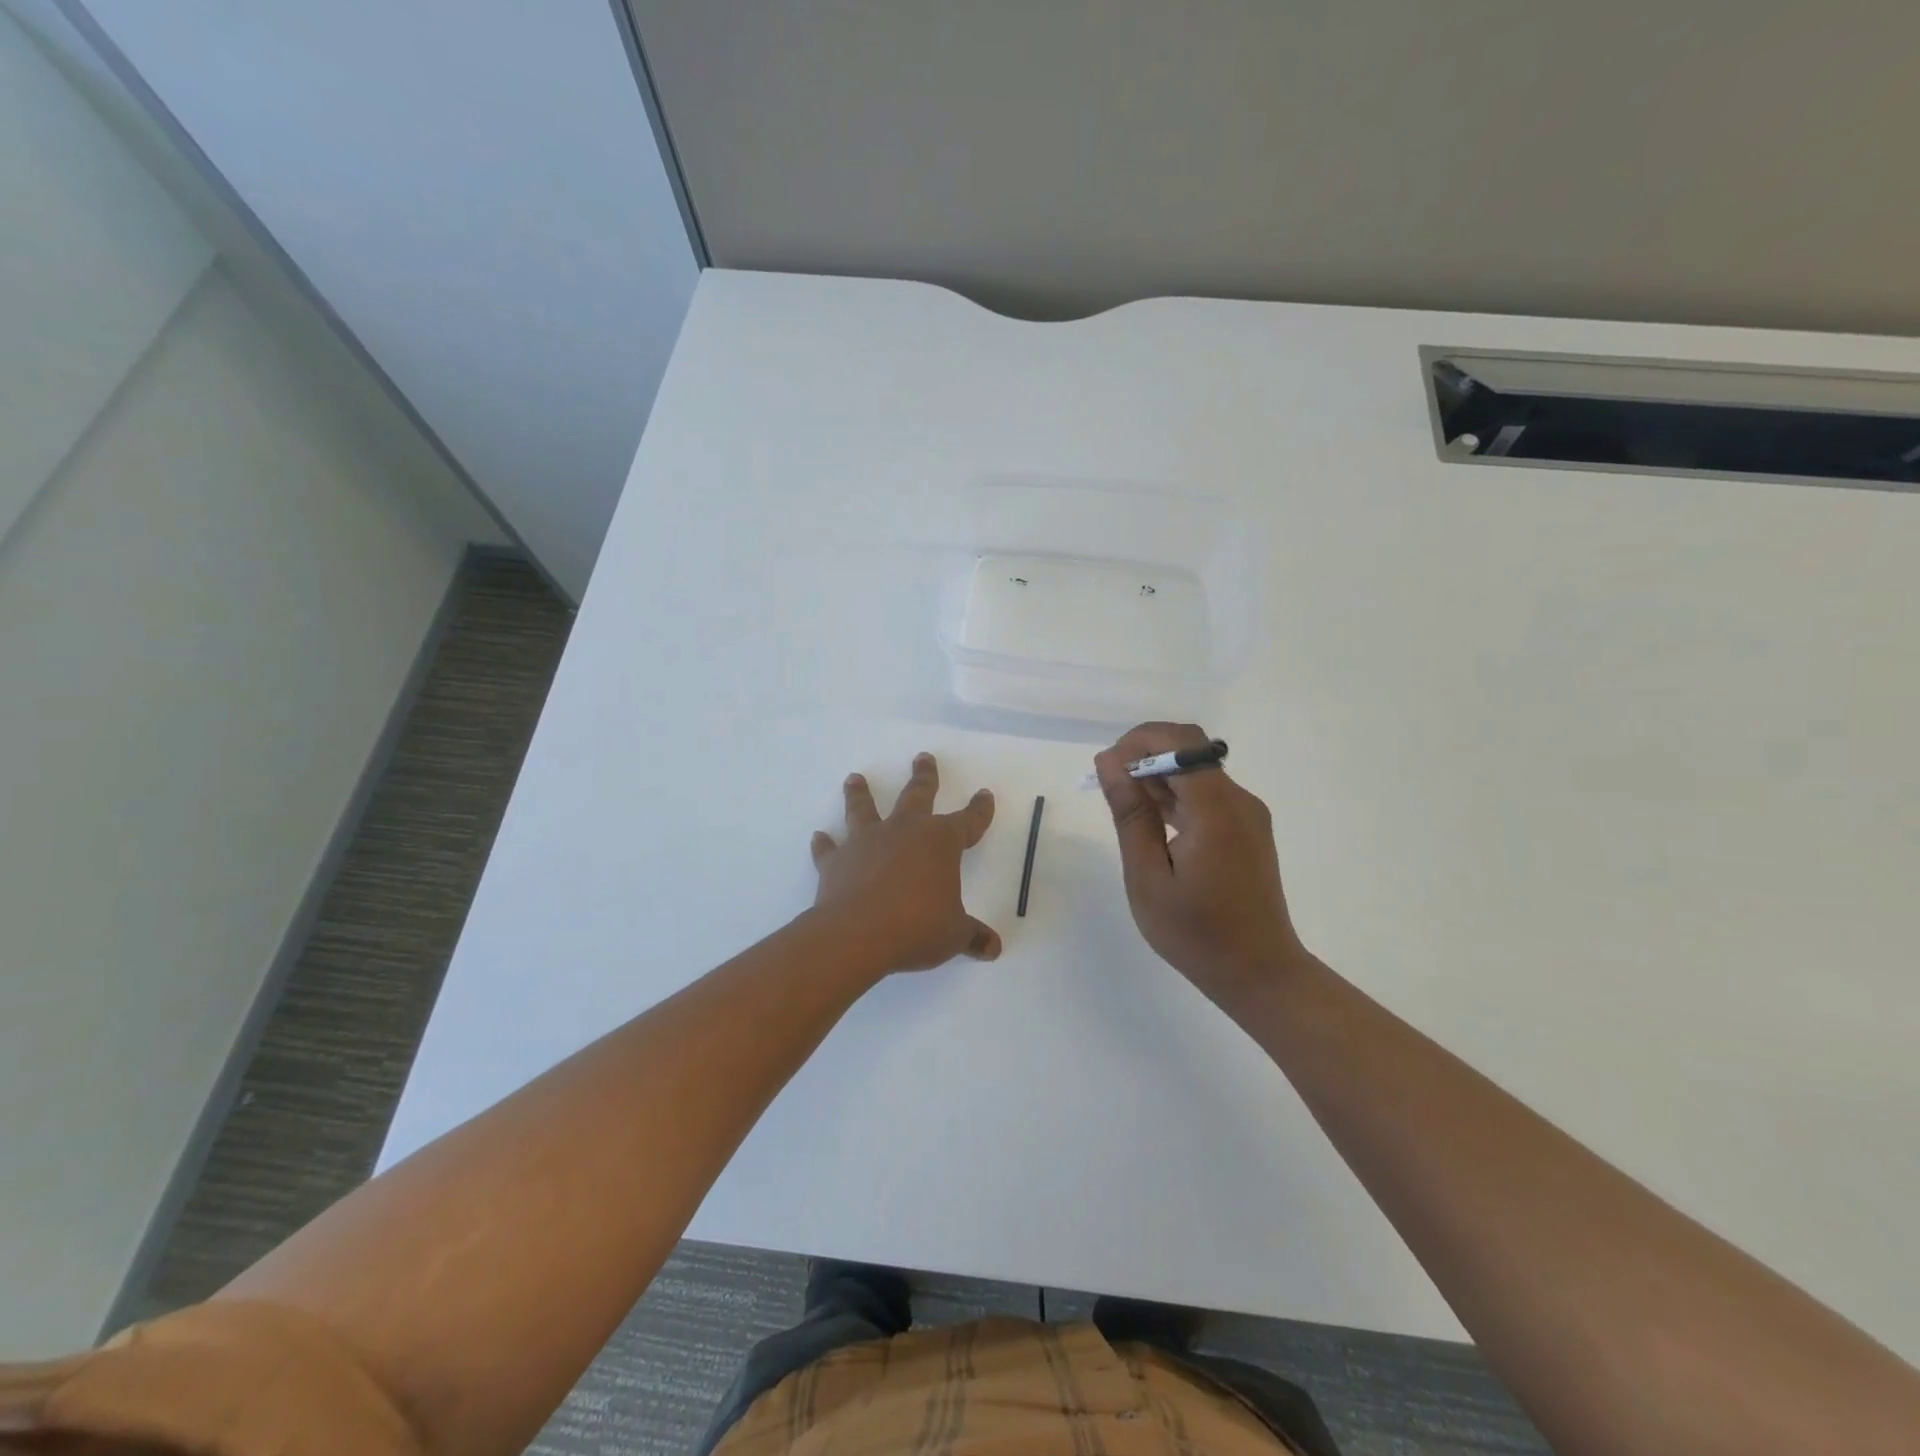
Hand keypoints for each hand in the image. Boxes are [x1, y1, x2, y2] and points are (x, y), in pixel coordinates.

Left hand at [810, 752, 1000, 974]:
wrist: (857, 934)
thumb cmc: (916, 927)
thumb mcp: (953, 935)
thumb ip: (972, 936)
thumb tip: (994, 949)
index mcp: (940, 842)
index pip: (968, 821)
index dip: (979, 809)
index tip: (984, 795)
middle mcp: (903, 831)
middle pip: (917, 795)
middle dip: (923, 776)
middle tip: (922, 757)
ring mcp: (867, 842)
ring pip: (864, 809)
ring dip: (859, 793)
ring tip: (854, 778)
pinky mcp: (836, 861)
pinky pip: (829, 849)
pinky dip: (823, 843)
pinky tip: (818, 837)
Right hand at [1094, 722, 1303, 1006]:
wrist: (1259, 973)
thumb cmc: (1196, 933)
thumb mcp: (1148, 877)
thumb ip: (1131, 815)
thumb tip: (1110, 763)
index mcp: (1216, 810)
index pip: (1181, 743)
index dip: (1139, 742)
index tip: (1106, 769)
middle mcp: (1238, 801)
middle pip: (1190, 750)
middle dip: (1144, 755)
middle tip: (1108, 787)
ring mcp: (1246, 814)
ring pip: (1197, 770)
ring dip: (1157, 776)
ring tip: (1123, 807)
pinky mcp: (1246, 828)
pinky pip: (1206, 794)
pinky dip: (1175, 796)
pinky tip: (1150, 821)